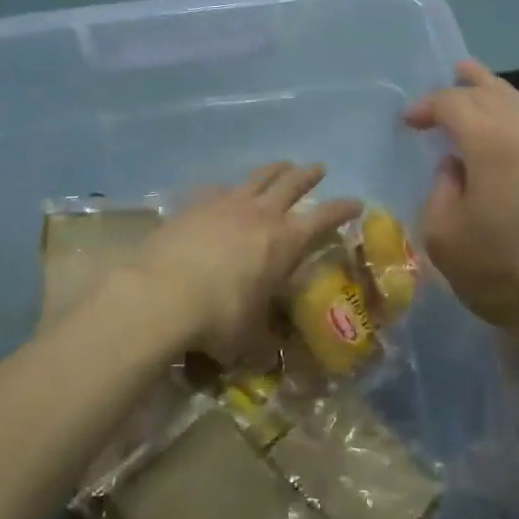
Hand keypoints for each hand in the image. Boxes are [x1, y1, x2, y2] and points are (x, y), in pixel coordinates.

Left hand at [123, 163, 360, 362]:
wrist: (161, 296)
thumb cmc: (219, 317)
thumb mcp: (250, 339)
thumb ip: (265, 341)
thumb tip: (272, 353)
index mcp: (286, 240)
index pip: (326, 216)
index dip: (344, 208)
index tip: (357, 203)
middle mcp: (261, 214)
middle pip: (292, 183)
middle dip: (309, 175)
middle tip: (318, 169)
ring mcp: (226, 204)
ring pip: (258, 177)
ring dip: (274, 170)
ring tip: (282, 165)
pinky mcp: (195, 205)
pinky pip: (218, 189)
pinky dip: (228, 189)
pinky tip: (224, 192)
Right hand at [405, 60, 518, 352]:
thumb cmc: (500, 272)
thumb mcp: (445, 236)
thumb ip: (441, 190)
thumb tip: (455, 168)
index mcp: (494, 143)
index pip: (456, 105)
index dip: (428, 106)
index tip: (409, 121)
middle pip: (496, 94)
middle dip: (469, 84)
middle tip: (452, 72)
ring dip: (498, 94)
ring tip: (481, 86)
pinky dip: (516, 118)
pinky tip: (508, 132)